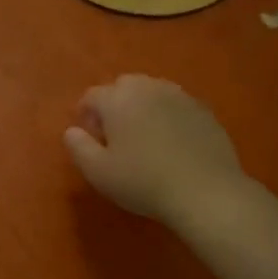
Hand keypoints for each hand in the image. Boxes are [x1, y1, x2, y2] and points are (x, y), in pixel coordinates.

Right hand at [64, 75, 251, 234]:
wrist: (205, 191)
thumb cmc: (143, 182)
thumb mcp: (98, 172)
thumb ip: (78, 147)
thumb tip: (72, 131)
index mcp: (118, 99)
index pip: (92, 95)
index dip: (85, 114)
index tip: (90, 138)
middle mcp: (148, 88)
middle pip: (123, 86)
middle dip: (114, 105)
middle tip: (115, 135)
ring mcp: (180, 96)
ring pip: (152, 92)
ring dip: (142, 107)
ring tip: (143, 137)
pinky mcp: (204, 110)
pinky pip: (176, 105)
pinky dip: (167, 116)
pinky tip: (171, 142)